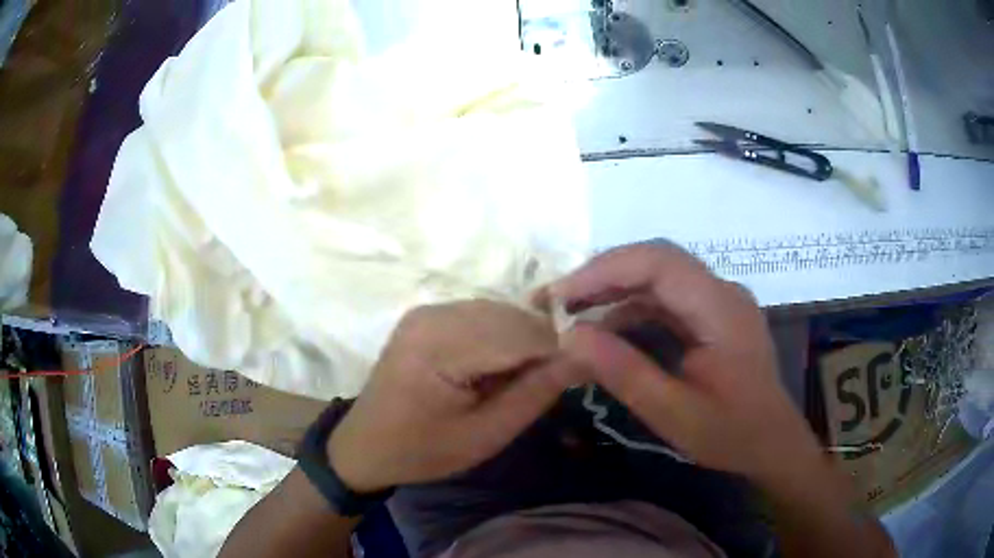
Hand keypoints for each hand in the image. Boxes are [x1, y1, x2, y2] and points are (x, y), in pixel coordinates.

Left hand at [327, 301, 580, 492]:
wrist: (366, 444)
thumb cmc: (422, 450)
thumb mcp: (485, 435)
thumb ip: (535, 393)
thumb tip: (584, 355)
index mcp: (440, 346)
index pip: (521, 333)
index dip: (558, 350)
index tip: (579, 374)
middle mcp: (433, 314)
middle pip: (512, 316)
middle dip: (540, 345)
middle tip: (546, 384)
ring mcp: (428, 309)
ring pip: (501, 311)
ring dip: (522, 340)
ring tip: (520, 379)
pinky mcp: (428, 314)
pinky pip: (482, 315)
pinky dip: (501, 336)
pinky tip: (497, 366)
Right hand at [549, 242, 822, 481]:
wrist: (772, 443)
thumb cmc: (730, 433)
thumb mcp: (674, 414)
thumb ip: (624, 373)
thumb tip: (570, 337)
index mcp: (720, 309)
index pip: (659, 263)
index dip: (604, 270)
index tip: (560, 295)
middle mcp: (722, 291)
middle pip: (657, 261)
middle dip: (603, 275)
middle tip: (558, 301)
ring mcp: (720, 300)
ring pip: (660, 276)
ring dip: (616, 290)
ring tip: (574, 314)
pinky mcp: (714, 314)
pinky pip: (669, 298)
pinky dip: (634, 308)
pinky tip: (610, 331)